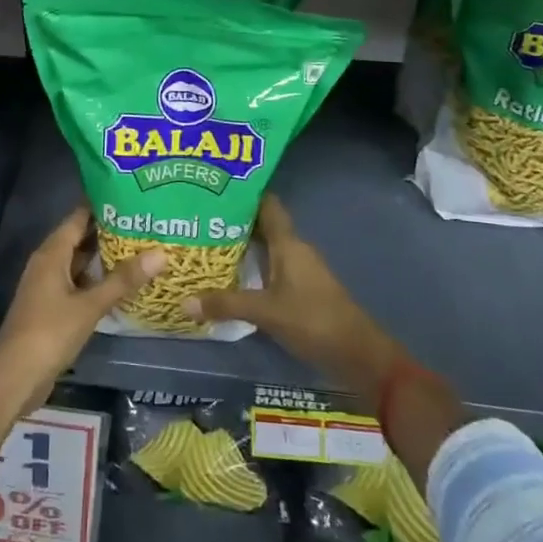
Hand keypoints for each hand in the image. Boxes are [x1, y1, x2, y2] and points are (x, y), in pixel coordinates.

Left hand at [0, 205, 165, 414]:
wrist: (14, 376)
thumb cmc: (49, 332)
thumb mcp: (90, 305)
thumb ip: (123, 280)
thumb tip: (160, 253)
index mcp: (52, 253)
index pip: (79, 217)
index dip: (103, 205)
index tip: (133, 197)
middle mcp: (48, 263)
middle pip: (81, 238)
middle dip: (110, 231)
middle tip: (146, 223)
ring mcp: (49, 286)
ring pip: (81, 263)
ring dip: (106, 258)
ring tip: (142, 248)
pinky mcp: (53, 307)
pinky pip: (79, 284)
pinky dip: (98, 281)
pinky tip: (123, 284)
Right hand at [182, 193, 406, 402]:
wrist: (359, 355)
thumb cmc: (314, 320)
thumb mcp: (266, 312)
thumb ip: (226, 304)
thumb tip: (183, 300)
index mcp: (288, 243)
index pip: (267, 204)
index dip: (243, 193)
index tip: (214, 186)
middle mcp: (294, 250)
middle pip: (262, 225)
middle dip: (233, 221)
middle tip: (197, 218)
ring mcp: (299, 271)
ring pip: (266, 248)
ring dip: (240, 246)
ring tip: (205, 244)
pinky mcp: (301, 291)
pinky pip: (270, 268)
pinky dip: (251, 268)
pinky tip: (229, 276)